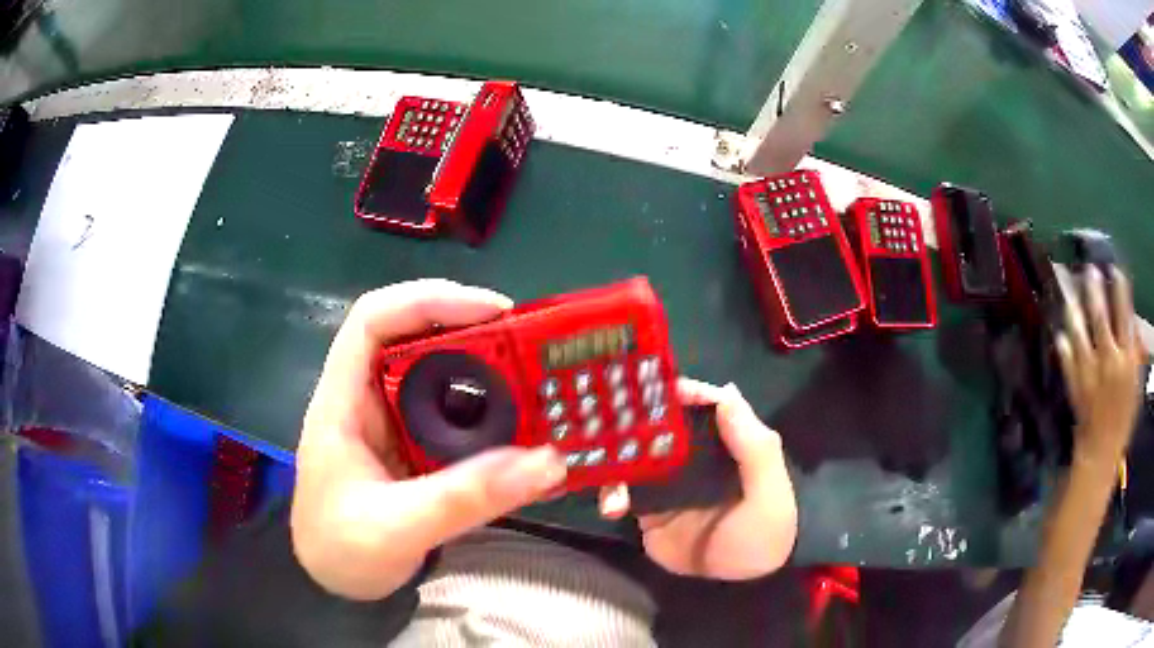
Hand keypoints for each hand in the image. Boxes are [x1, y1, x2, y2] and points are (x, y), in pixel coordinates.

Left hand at [291, 280, 567, 599]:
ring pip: (437, 373)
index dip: (429, 299)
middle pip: (414, 337)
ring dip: (485, 372)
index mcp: (342, 402)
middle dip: (471, 331)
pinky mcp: (411, 445)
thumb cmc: (342, 550)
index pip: (373, 320)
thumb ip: (465, 498)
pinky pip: (453, 413)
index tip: (493, 310)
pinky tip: (519, 427)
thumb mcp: (398, 528)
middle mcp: (366, 399)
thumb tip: (547, 461)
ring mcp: (390, 421)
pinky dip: (487, 412)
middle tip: (530, 346)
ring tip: (535, 381)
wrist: (333, 583)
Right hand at [599, 379, 796, 579]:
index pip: (705, 404)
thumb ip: (754, 447)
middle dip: (636, 414)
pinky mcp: (648, 504)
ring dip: (615, 453)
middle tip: (606, 410)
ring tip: (599, 460)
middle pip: (663, 422)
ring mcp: (668, 478)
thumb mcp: (769, 491)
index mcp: (728, 441)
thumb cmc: (763, 531)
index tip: (658, 386)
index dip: (684, 391)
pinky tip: (611, 507)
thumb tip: (727, 392)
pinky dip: (611, 493)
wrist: (737, 585)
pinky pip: (623, 490)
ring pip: (636, 451)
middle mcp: (696, 452)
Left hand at [1056, 266, 1144, 465]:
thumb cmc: (1124, 418)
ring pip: (1080, 330)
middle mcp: (1109, 360)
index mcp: (1127, 359)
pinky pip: (1066, 356)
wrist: (1101, 452)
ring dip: (1075, 308)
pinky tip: (1060, 330)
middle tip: (1089, 269)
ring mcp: (1089, 372)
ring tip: (1071, 290)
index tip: (1115, 269)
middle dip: (1094, 289)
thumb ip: (1136, 352)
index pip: (1125, 315)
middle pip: (1100, 316)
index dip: (1120, 289)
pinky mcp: (1074, 384)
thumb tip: (1134, 323)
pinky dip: (1062, 341)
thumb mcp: (1136, 384)